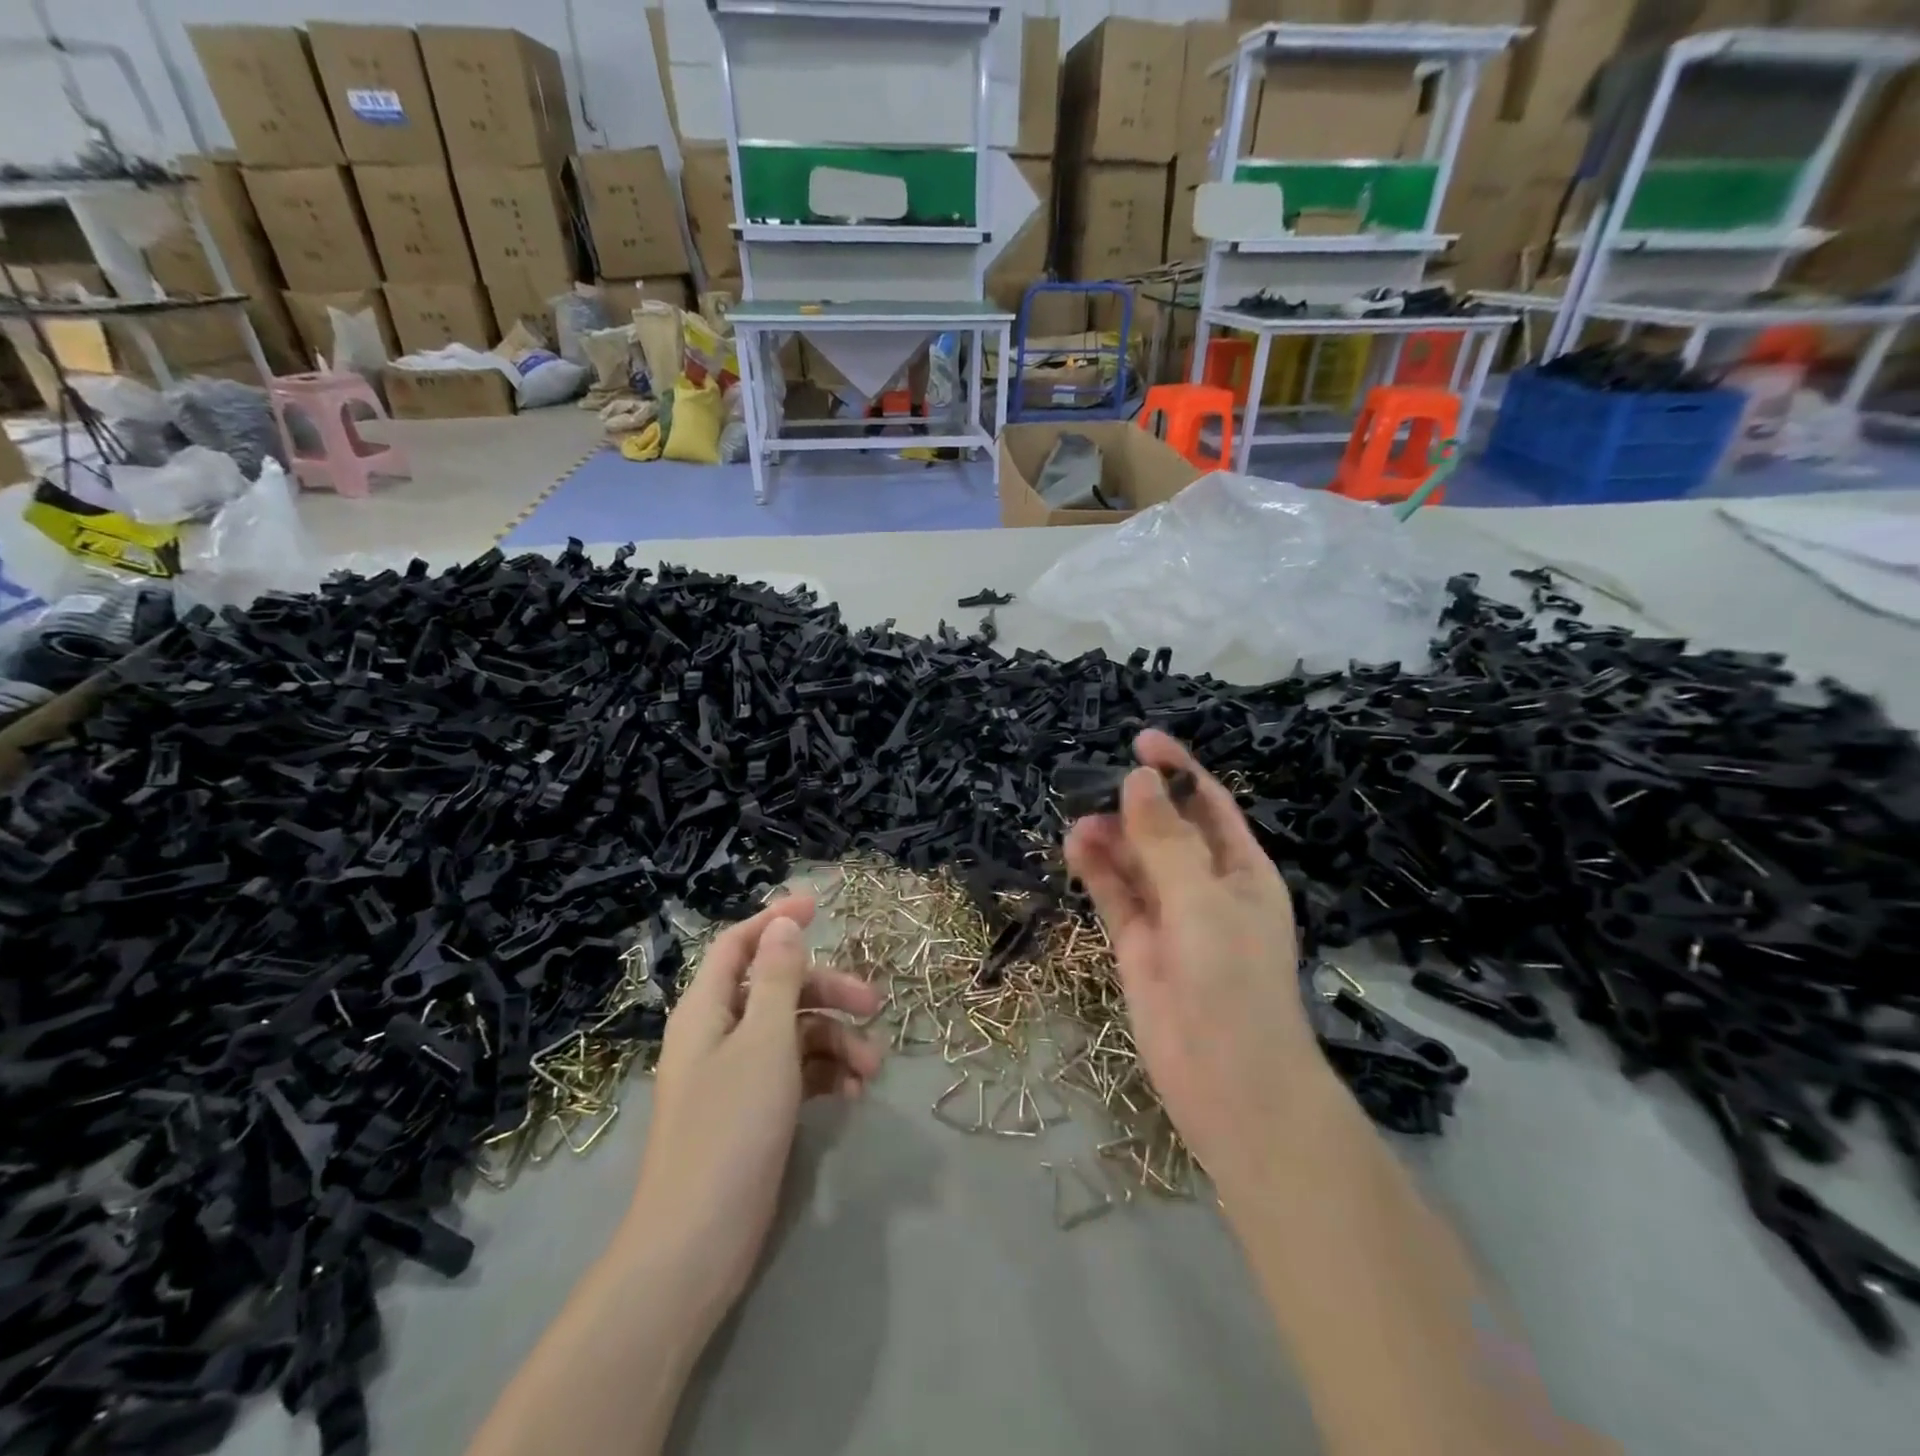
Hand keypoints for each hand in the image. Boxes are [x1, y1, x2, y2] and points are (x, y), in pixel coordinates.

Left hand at [623, 895, 883, 1327]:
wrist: (695, 1246)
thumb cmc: (730, 1129)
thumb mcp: (764, 1043)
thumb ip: (776, 978)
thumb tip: (782, 923)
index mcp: (706, 1010)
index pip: (738, 945)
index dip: (775, 920)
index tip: (820, 905)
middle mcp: (717, 1035)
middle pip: (776, 990)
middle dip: (826, 992)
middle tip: (874, 1004)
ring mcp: (734, 1076)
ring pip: (792, 1034)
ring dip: (834, 1042)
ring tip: (872, 1069)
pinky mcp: (751, 1113)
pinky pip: (793, 1074)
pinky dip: (823, 1076)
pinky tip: (852, 1094)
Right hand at [1063, 730, 1319, 1196]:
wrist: (1228, 1084)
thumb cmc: (1232, 982)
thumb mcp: (1202, 900)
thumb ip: (1165, 839)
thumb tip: (1136, 778)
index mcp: (1243, 872)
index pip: (1209, 806)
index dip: (1179, 770)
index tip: (1142, 740)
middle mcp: (1207, 888)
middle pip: (1168, 830)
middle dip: (1137, 805)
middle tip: (1096, 784)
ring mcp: (1170, 918)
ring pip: (1136, 863)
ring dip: (1111, 837)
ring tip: (1080, 820)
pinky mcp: (1137, 946)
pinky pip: (1115, 896)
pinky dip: (1096, 870)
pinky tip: (1075, 846)